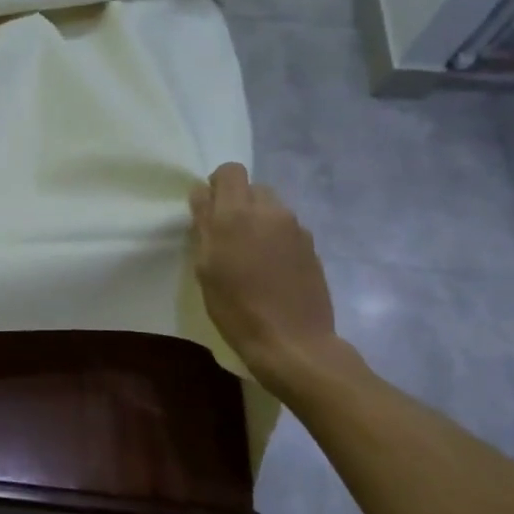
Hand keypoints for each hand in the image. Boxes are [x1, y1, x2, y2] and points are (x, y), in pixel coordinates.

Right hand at [189, 163, 338, 382]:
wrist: (292, 342)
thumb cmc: (236, 307)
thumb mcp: (206, 267)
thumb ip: (203, 224)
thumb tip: (201, 193)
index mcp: (237, 214)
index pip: (230, 171)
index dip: (217, 184)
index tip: (208, 210)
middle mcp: (270, 212)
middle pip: (253, 188)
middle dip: (238, 203)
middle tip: (227, 236)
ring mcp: (296, 229)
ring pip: (272, 208)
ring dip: (258, 221)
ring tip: (250, 255)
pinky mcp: (312, 247)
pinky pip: (287, 230)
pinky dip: (275, 239)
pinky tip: (271, 270)